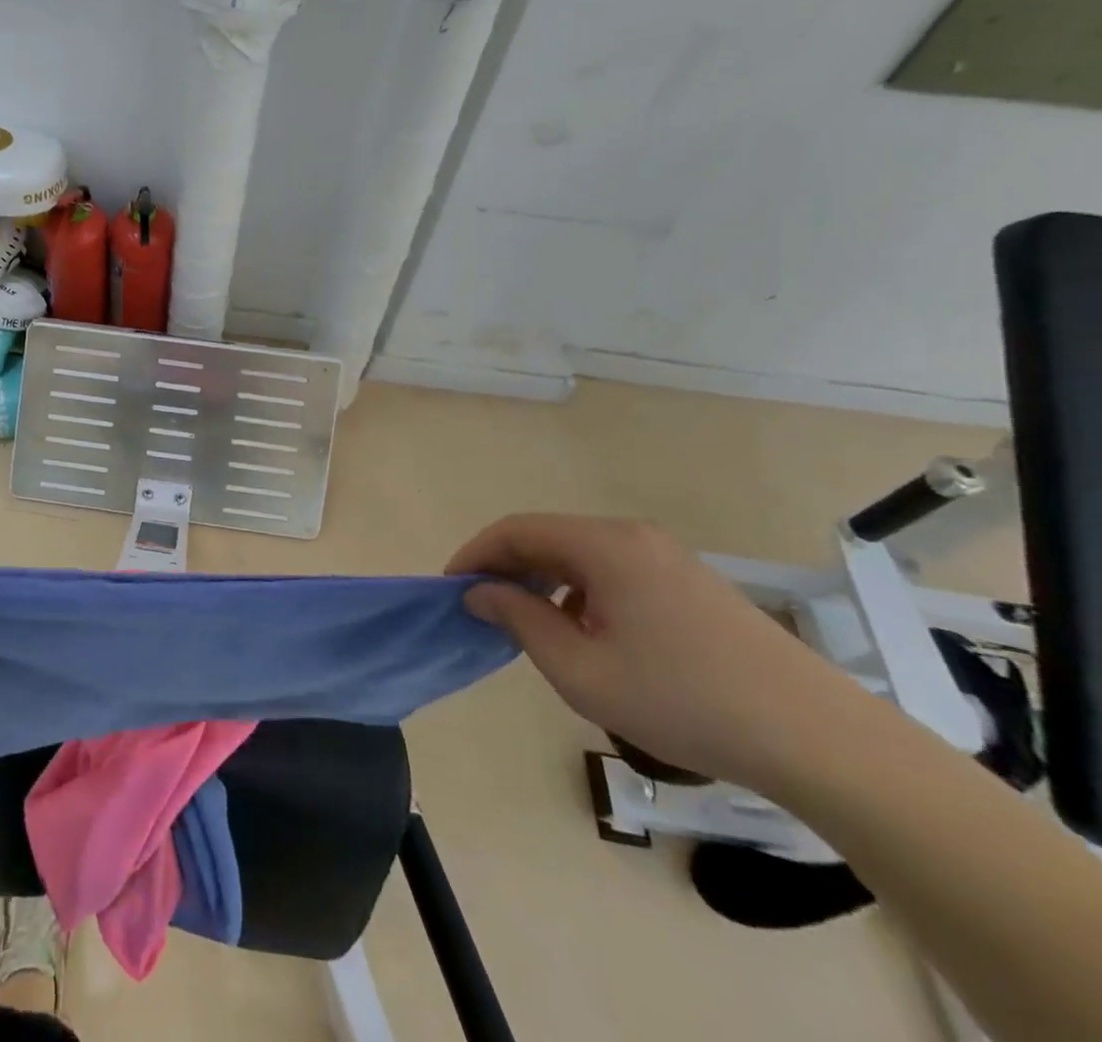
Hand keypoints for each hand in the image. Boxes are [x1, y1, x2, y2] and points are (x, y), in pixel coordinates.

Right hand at [449, 515, 858, 791]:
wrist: (818, 740)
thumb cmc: (682, 700)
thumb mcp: (580, 669)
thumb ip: (520, 620)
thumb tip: (481, 592)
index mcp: (604, 545)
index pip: (516, 530)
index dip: (475, 554)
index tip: (450, 588)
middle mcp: (633, 536)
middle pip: (548, 537)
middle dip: (507, 568)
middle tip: (482, 609)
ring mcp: (667, 557)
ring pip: (581, 555)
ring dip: (543, 581)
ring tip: (529, 625)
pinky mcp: (691, 583)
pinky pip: (614, 572)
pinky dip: (580, 591)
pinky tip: (586, 634)